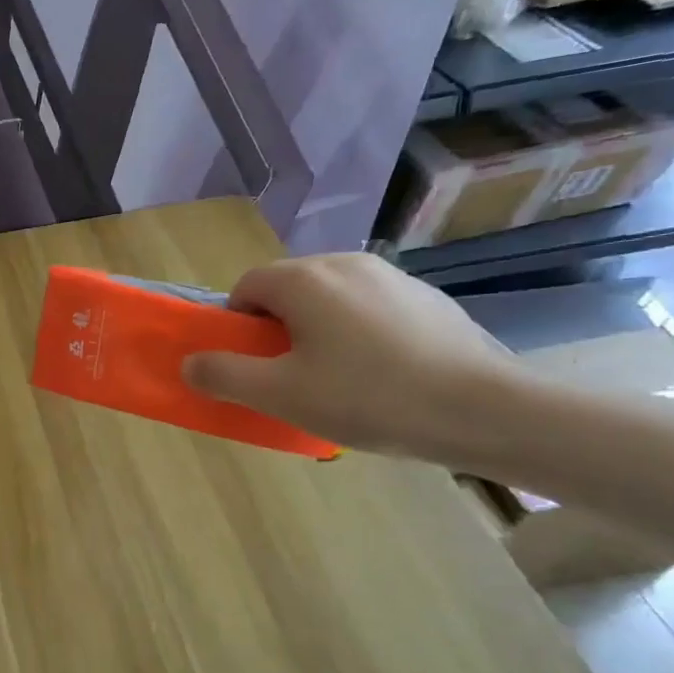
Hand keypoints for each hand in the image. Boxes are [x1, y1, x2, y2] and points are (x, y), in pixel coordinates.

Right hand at [181, 253, 523, 465]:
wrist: (483, 409)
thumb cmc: (367, 397)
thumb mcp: (280, 394)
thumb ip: (224, 375)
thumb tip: (189, 363)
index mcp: (304, 279)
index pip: (246, 286)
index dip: (237, 325)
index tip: (252, 365)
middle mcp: (344, 263)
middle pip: (288, 289)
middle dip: (277, 328)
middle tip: (290, 377)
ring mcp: (391, 277)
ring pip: (330, 298)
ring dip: (317, 330)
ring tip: (338, 380)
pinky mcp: (426, 297)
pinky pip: (369, 308)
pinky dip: (358, 333)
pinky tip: (381, 375)